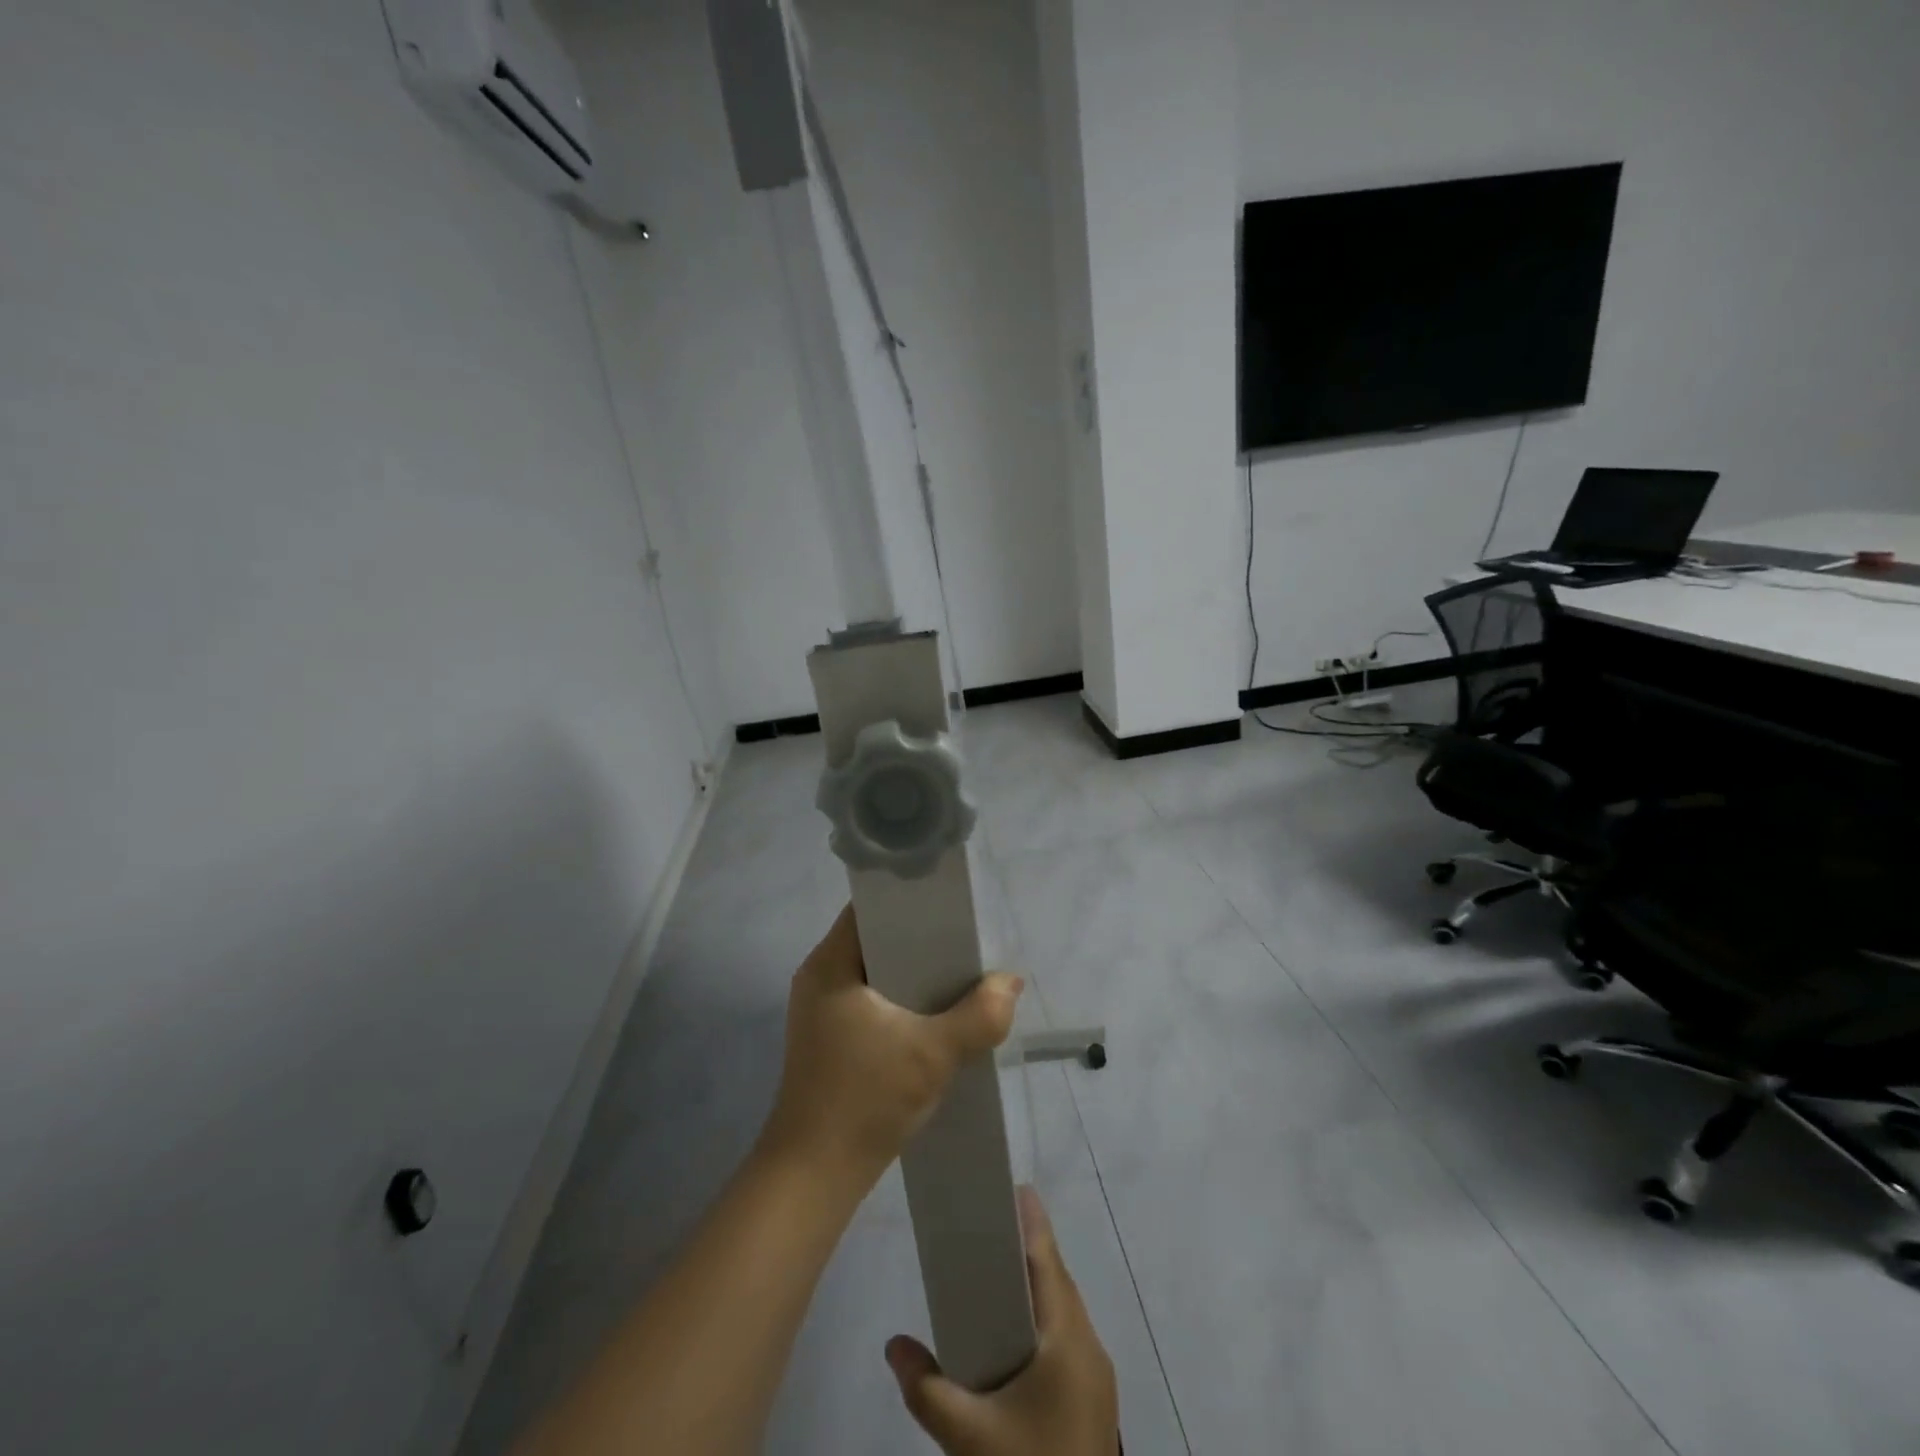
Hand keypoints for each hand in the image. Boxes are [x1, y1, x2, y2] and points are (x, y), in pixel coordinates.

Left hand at [761, 904, 1022, 1192]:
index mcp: (829, 964)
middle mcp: (820, 977)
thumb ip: (979, 1016)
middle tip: (967, 939)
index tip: (952, 904)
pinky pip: (873, 999)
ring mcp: (823, 1010)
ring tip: (960, 971)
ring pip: (877, 971)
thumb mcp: (932, 1055)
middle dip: (922, 939)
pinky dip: (904, 999)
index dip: (911, 899)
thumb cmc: (864, 1100)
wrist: (814, 1176)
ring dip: (916, 973)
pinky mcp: (831, 1038)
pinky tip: (937, 1012)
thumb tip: (1010, 982)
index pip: (871, 907)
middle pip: (877, 938)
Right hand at [885, 1187, 1118, 1455]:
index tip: (1013, 1187)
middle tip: (991, 1228)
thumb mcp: (969, 1438)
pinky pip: (1068, 1341)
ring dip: (1037, 1289)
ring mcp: (1098, 1380)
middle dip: (1030, 1251)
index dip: (1033, 1221)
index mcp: (1070, 1340)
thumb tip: (893, 1345)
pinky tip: (1015, 1338)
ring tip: (997, 1276)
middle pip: (1059, 1283)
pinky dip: (1043, 1322)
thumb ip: (927, 1389)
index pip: (1049, 1261)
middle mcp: (1091, 1349)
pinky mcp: (1095, 1405)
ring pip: (1066, 1314)